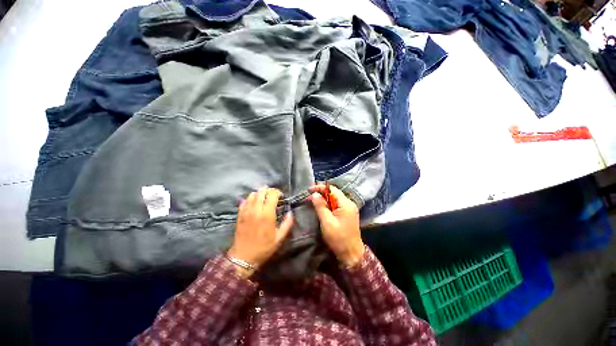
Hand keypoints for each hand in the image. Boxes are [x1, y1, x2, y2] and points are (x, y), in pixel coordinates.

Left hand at [228, 188, 292, 276]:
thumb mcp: (279, 238)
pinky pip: (244, 201)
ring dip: (260, 194)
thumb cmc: (263, 248)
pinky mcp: (239, 214)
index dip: (278, 192)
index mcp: (267, 214)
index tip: (281, 197)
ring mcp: (246, 211)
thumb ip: (287, 223)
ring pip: (252, 194)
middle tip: (273, 196)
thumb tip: (290, 212)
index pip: (272, 194)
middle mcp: (256, 209)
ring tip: (264, 199)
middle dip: (269, 191)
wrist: (243, 257)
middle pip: (262, 191)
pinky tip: (254, 204)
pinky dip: (251, 199)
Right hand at [309, 184, 363, 267]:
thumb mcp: (327, 222)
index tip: (309, 190)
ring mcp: (349, 209)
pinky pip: (337, 205)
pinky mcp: (347, 214)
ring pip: (335, 199)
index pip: (332, 189)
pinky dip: (328, 205)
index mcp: (346, 204)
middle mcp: (349, 204)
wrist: (351, 254)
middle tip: (309, 197)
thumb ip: (321, 206)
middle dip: (321, 194)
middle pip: (334, 193)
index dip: (320, 188)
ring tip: (313, 201)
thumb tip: (315, 194)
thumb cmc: (339, 238)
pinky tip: (321, 208)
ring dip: (324, 199)